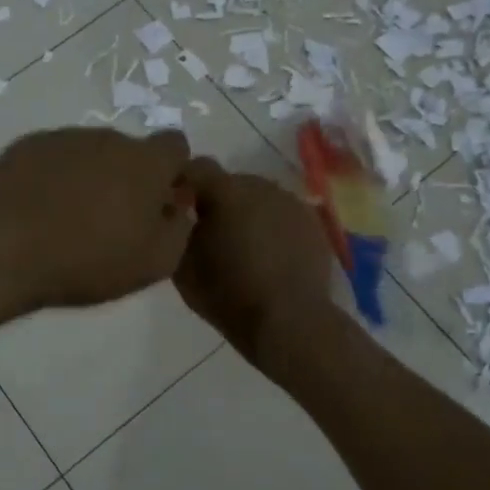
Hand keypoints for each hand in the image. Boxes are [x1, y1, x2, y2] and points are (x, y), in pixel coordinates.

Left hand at [0, 127, 194, 314]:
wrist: (2, 250)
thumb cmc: (86, 260)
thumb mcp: (153, 263)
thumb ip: (179, 230)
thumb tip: (178, 208)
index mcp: (145, 162)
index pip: (176, 146)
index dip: (173, 173)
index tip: (160, 204)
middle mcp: (108, 139)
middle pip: (131, 152)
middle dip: (129, 178)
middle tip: (112, 221)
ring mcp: (64, 138)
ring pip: (92, 153)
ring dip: (92, 177)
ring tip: (70, 220)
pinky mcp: (27, 145)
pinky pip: (55, 158)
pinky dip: (56, 177)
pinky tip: (40, 210)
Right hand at [173, 159, 335, 360]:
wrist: (290, 321)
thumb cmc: (229, 295)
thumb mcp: (182, 267)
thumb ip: (176, 231)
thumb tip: (177, 216)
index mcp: (226, 191)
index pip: (196, 168)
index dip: (184, 184)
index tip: (177, 208)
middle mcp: (260, 185)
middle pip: (230, 183)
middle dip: (218, 202)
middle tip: (211, 234)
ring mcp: (291, 202)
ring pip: (259, 198)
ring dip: (247, 213)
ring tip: (243, 247)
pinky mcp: (312, 221)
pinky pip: (282, 215)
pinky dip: (272, 227)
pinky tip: (270, 256)